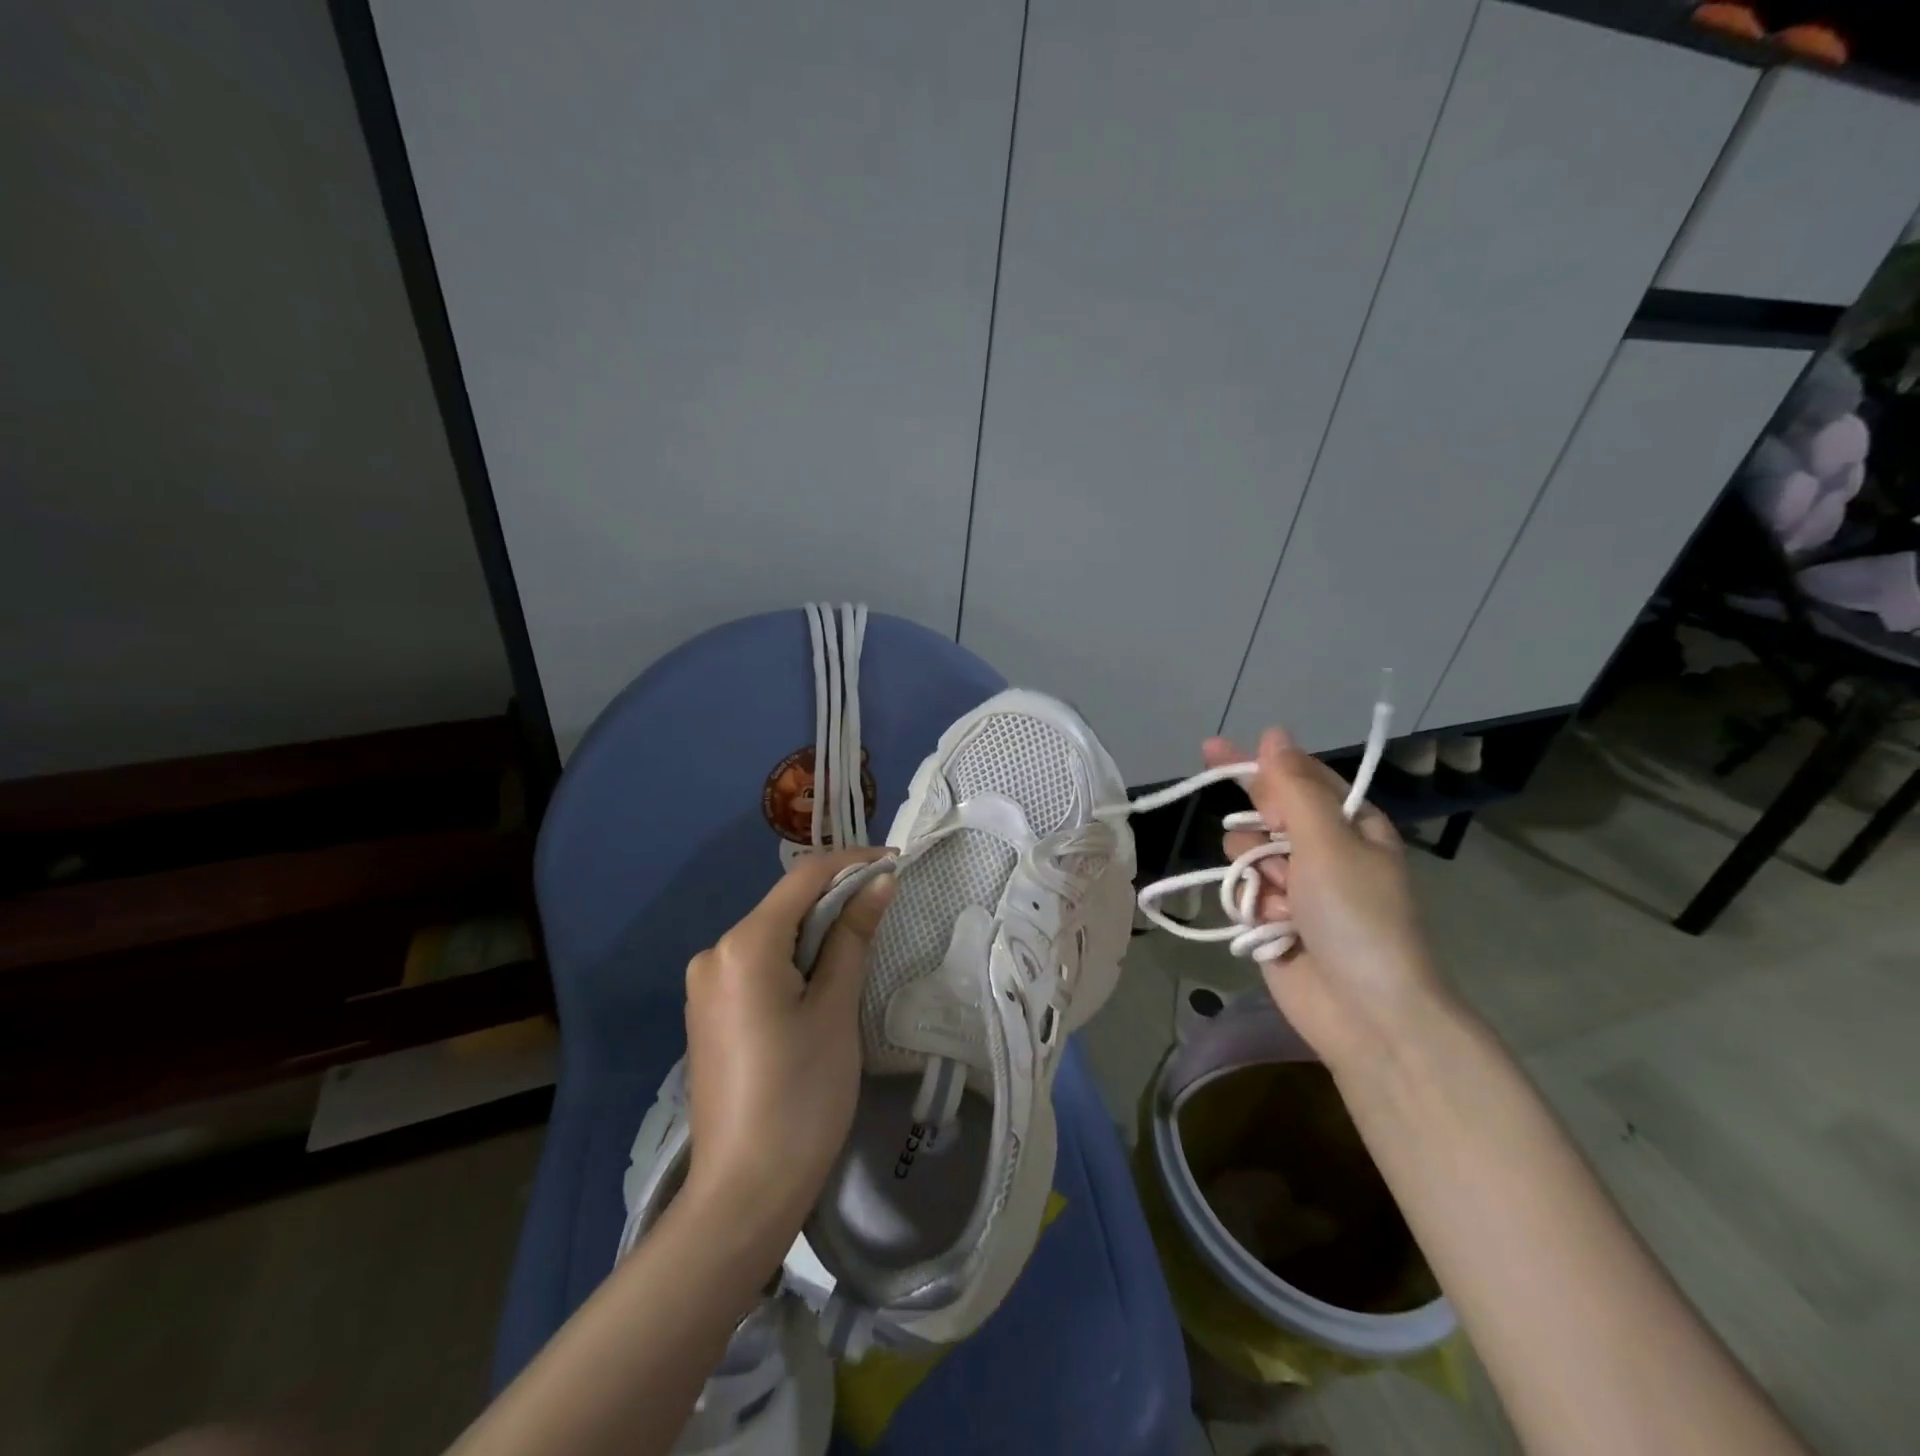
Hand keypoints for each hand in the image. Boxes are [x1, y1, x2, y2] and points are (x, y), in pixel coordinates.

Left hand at [682, 849, 895, 1240]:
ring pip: (772, 935)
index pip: (804, 879)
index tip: (897, 863)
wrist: (742, 1194)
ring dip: (817, 930)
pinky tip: (822, 978)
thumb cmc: (801, 1095)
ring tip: (863, 941)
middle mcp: (715, 953)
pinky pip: (757, 965)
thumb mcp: (835, 1009)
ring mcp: (705, 985)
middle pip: (785, 905)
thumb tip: (879, 881)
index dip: (853, 863)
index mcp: (744, 945)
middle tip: (887, 904)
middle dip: (837, 898)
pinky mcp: (708, 1013)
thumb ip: (854, 936)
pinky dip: (794, 958)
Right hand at [1205, 728, 1445, 1074]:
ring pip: (1245, 854)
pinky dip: (1251, 906)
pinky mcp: (1273, 921)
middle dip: (1258, 831)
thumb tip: (1273, 735)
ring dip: (1255, 874)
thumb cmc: (1356, 916)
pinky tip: (1270, 927)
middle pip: (1265, 815)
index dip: (1257, 764)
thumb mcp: (1328, 841)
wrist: (1366, 1012)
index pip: (1296, 777)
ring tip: (1280, 904)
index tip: (1210, 750)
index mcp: (1349, 825)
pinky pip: (1242, 893)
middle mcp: (1323, 851)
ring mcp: (1297, 888)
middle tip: (1270, 855)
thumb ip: (1294, 788)